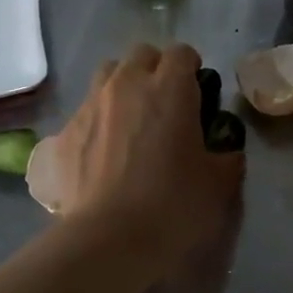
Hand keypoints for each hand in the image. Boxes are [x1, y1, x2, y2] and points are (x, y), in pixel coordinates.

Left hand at [56, 43, 242, 270]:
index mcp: (170, 89)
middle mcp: (127, 85)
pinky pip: (86, 109)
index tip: (199, 93)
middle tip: (167, 104)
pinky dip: (99, 118)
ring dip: (124, 86)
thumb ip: (227, 158)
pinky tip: (106, 150)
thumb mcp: (219, 185)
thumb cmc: (173, 206)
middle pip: (142, 54)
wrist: (108, 240)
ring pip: (108, 74)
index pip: (182, 53)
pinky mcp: (65, 132)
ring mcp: (91, 105)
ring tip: (133, 119)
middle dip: (156, 70)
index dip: (192, 69)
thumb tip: (226, 153)